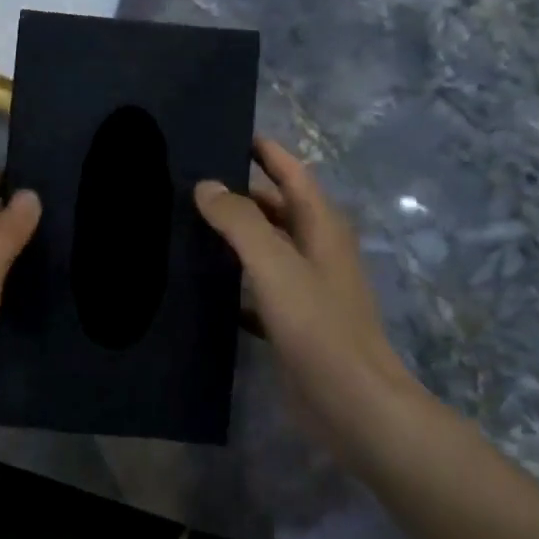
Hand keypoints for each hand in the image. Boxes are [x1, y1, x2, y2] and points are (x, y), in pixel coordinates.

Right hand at [195, 140, 411, 463]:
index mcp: (321, 226)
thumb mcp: (276, 265)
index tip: (227, 135)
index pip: (292, 173)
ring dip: (234, 237)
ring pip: (265, 249)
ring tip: (186, 226)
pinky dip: (234, 282)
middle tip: (190, 183)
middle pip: (277, 209)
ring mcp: (306, 288)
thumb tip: (206, 186)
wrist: (352, 403)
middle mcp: (317, 250)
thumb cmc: (318, 326)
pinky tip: (202, 286)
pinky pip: (257, 289)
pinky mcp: (293, 322)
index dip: (266, 152)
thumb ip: (241, 222)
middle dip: (241, 193)